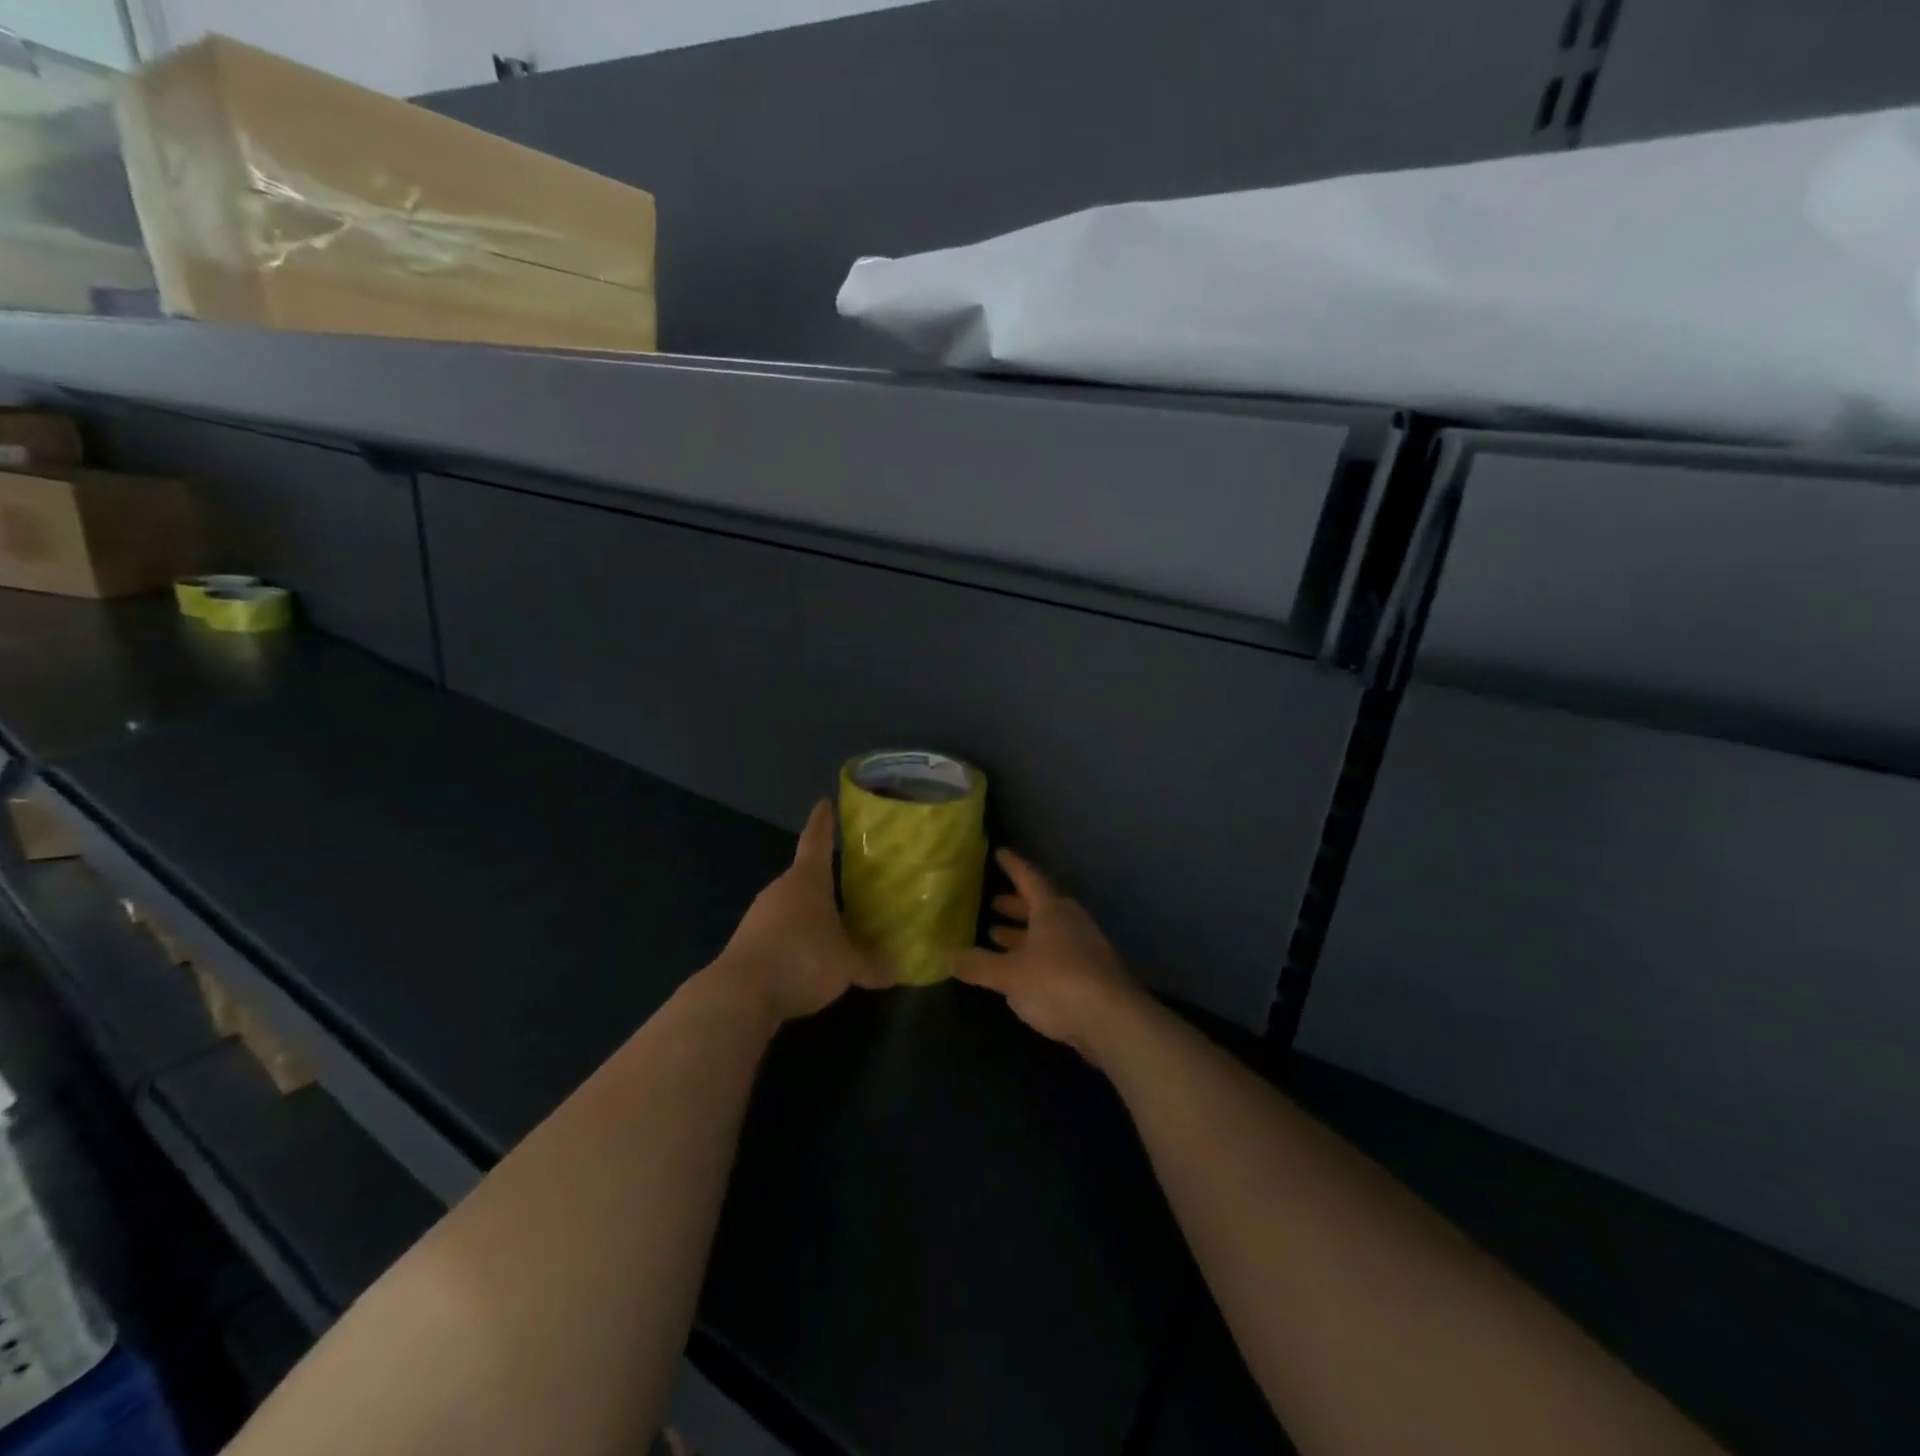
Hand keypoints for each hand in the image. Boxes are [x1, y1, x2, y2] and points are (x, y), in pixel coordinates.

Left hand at [714, 801, 891, 1022]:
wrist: (740, 994)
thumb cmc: (802, 960)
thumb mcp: (847, 965)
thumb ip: (871, 965)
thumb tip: (897, 970)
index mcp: (807, 880)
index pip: (816, 841)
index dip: (823, 822)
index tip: (824, 803)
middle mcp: (780, 890)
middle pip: (805, 876)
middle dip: (825, 880)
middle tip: (850, 882)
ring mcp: (759, 915)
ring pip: (791, 906)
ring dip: (809, 913)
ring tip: (834, 925)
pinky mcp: (747, 943)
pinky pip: (778, 932)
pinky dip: (794, 939)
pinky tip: (808, 959)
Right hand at [953, 848, 1141, 1060]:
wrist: (1112, 1021)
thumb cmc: (1057, 983)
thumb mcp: (1009, 974)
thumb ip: (978, 964)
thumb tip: (946, 954)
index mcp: (1051, 910)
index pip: (1029, 878)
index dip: (1012, 866)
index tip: (1000, 853)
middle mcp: (1069, 922)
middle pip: (1039, 906)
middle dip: (1015, 905)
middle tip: (992, 902)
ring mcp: (1083, 948)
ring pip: (1047, 933)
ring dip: (1023, 933)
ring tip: (996, 935)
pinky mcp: (1089, 975)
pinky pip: (1055, 955)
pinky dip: (1034, 956)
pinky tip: (1019, 970)